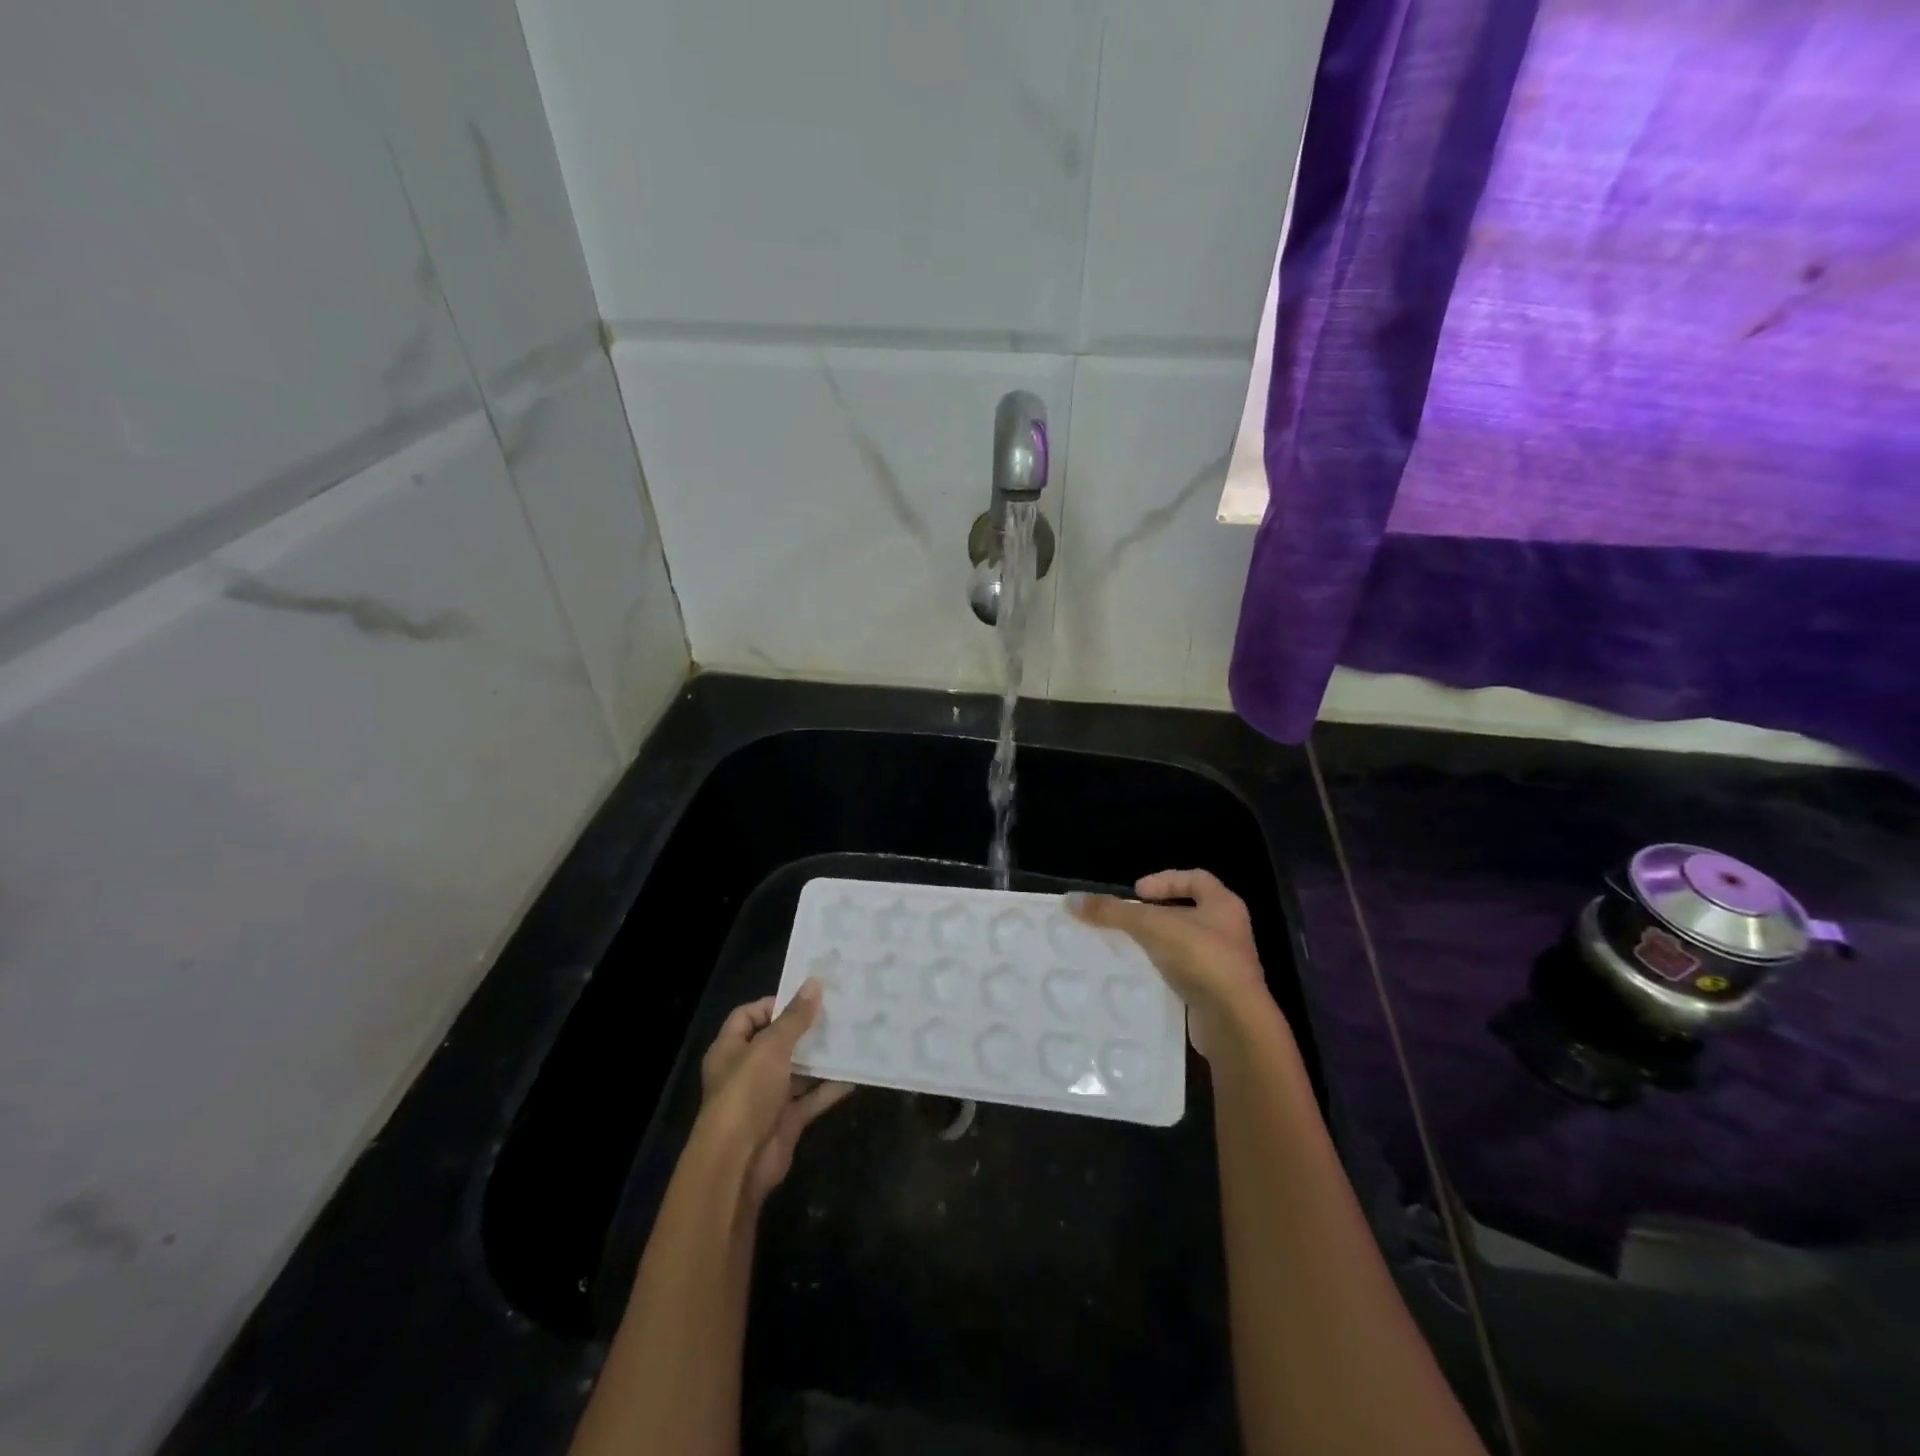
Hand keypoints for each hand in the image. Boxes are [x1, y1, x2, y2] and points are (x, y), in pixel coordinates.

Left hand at [696, 983, 853, 1206]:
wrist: (739, 1163)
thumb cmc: (747, 1093)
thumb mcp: (771, 1047)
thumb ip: (795, 1017)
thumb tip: (814, 982)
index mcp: (730, 1049)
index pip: (749, 1015)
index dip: (774, 1004)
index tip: (807, 998)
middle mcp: (747, 1070)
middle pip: (778, 1041)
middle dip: (806, 1029)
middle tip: (838, 1012)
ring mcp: (767, 1097)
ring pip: (798, 1070)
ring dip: (821, 1057)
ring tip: (852, 1036)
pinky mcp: (786, 1120)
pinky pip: (812, 1097)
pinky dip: (830, 1087)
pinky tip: (855, 1073)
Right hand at [1068, 870, 1274, 1059]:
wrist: (1234, 1021)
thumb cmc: (1200, 958)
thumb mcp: (1152, 926)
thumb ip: (1113, 912)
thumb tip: (1071, 900)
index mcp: (1224, 905)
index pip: (1195, 878)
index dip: (1165, 879)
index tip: (1137, 892)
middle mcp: (1229, 930)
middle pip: (1189, 911)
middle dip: (1158, 913)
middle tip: (1129, 919)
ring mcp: (1226, 964)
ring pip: (1187, 943)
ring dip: (1160, 942)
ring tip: (1129, 946)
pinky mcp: (1217, 992)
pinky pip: (1186, 971)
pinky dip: (1164, 969)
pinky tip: (1143, 975)